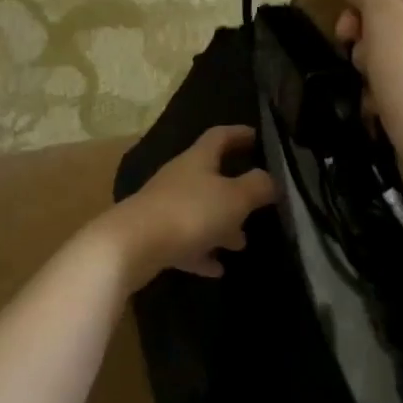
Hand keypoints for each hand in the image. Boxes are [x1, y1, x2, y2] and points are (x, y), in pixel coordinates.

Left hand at [98, 126, 277, 288]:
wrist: (132, 246)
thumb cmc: (189, 213)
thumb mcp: (234, 198)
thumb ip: (257, 186)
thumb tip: (271, 178)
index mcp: (198, 160)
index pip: (220, 136)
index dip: (239, 133)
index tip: (258, 137)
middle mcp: (179, 178)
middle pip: (210, 176)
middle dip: (235, 188)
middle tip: (258, 200)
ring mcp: (164, 207)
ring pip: (199, 211)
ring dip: (221, 225)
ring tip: (241, 242)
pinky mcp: (155, 236)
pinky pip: (186, 241)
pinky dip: (202, 251)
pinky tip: (217, 268)